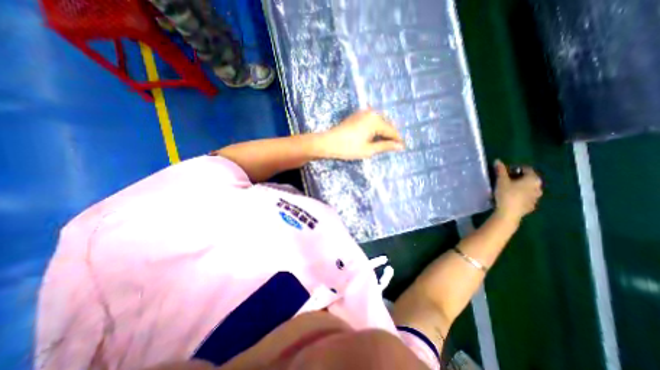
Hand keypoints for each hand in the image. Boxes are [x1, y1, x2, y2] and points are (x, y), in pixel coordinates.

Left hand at [313, 108, 401, 158]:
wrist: (328, 142)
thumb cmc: (348, 148)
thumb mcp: (368, 149)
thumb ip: (385, 146)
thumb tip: (400, 146)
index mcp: (375, 121)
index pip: (391, 130)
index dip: (397, 140)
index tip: (403, 147)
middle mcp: (371, 113)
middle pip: (386, 124)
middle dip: (391, 135)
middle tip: (394, 146)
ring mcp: (363, 112)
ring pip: (379, 121)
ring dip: (383, 131)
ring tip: (385, 142)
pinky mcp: (357, 114)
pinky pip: (371, 120)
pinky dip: (375, 128)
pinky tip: (375, 136)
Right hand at [495, 158, 541, 221]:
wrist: (509, 213)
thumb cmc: (506, 194)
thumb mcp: (501, 180)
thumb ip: (500, 170)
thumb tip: (498, 161)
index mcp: (533, 179)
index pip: (526, 169)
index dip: (514, 168)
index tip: (504, 172)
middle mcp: (539, 187)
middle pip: (528, 179)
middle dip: (517, 178)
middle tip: (504, 180)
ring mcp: (536, 198)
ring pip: (528, 188)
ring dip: (519, 187)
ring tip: (506, 189)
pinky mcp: (531, 206)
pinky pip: (526, 197)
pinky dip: (519, 195)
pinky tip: (510, 198)